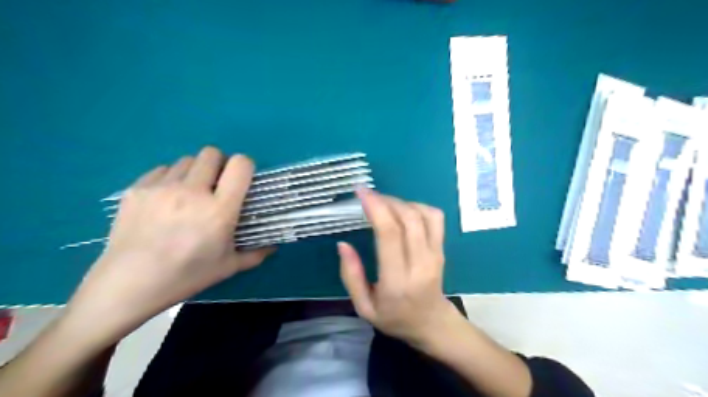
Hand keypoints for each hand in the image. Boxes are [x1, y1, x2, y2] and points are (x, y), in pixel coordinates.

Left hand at [67, 147, 273, 339]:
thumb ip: (256, 254)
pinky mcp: (137, 189)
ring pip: (186, 160)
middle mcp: (193, 191)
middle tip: (215, 186)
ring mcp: (162, 187)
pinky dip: (170, 178)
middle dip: (219, 165)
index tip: (241, 179)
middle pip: (211, 153)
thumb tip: (273, 247)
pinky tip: (165, 200)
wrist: (129, 284)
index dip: (245, 166)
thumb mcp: (228, 267)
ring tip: (189, 194)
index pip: (240, 165)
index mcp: (219, 209)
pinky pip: (162, 170)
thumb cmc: (186, 276)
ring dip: (194, 172)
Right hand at [337, 188, 459, 345]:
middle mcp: (420, 264)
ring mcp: (436, 255)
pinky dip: (418, 206)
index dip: (376, 207)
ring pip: (424, 214)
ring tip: (383, 203)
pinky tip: (403, 211)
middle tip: (368, 195)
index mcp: (397, 281)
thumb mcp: (363, 306)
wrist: (431, 324)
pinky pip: (435, 218)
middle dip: (386, 200)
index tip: (361, 192)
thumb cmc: (394, 318)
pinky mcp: (442, 249)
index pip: (390, 235)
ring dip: (401, 202)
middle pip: (408, 219)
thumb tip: (343, 244)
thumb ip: (351, 276)